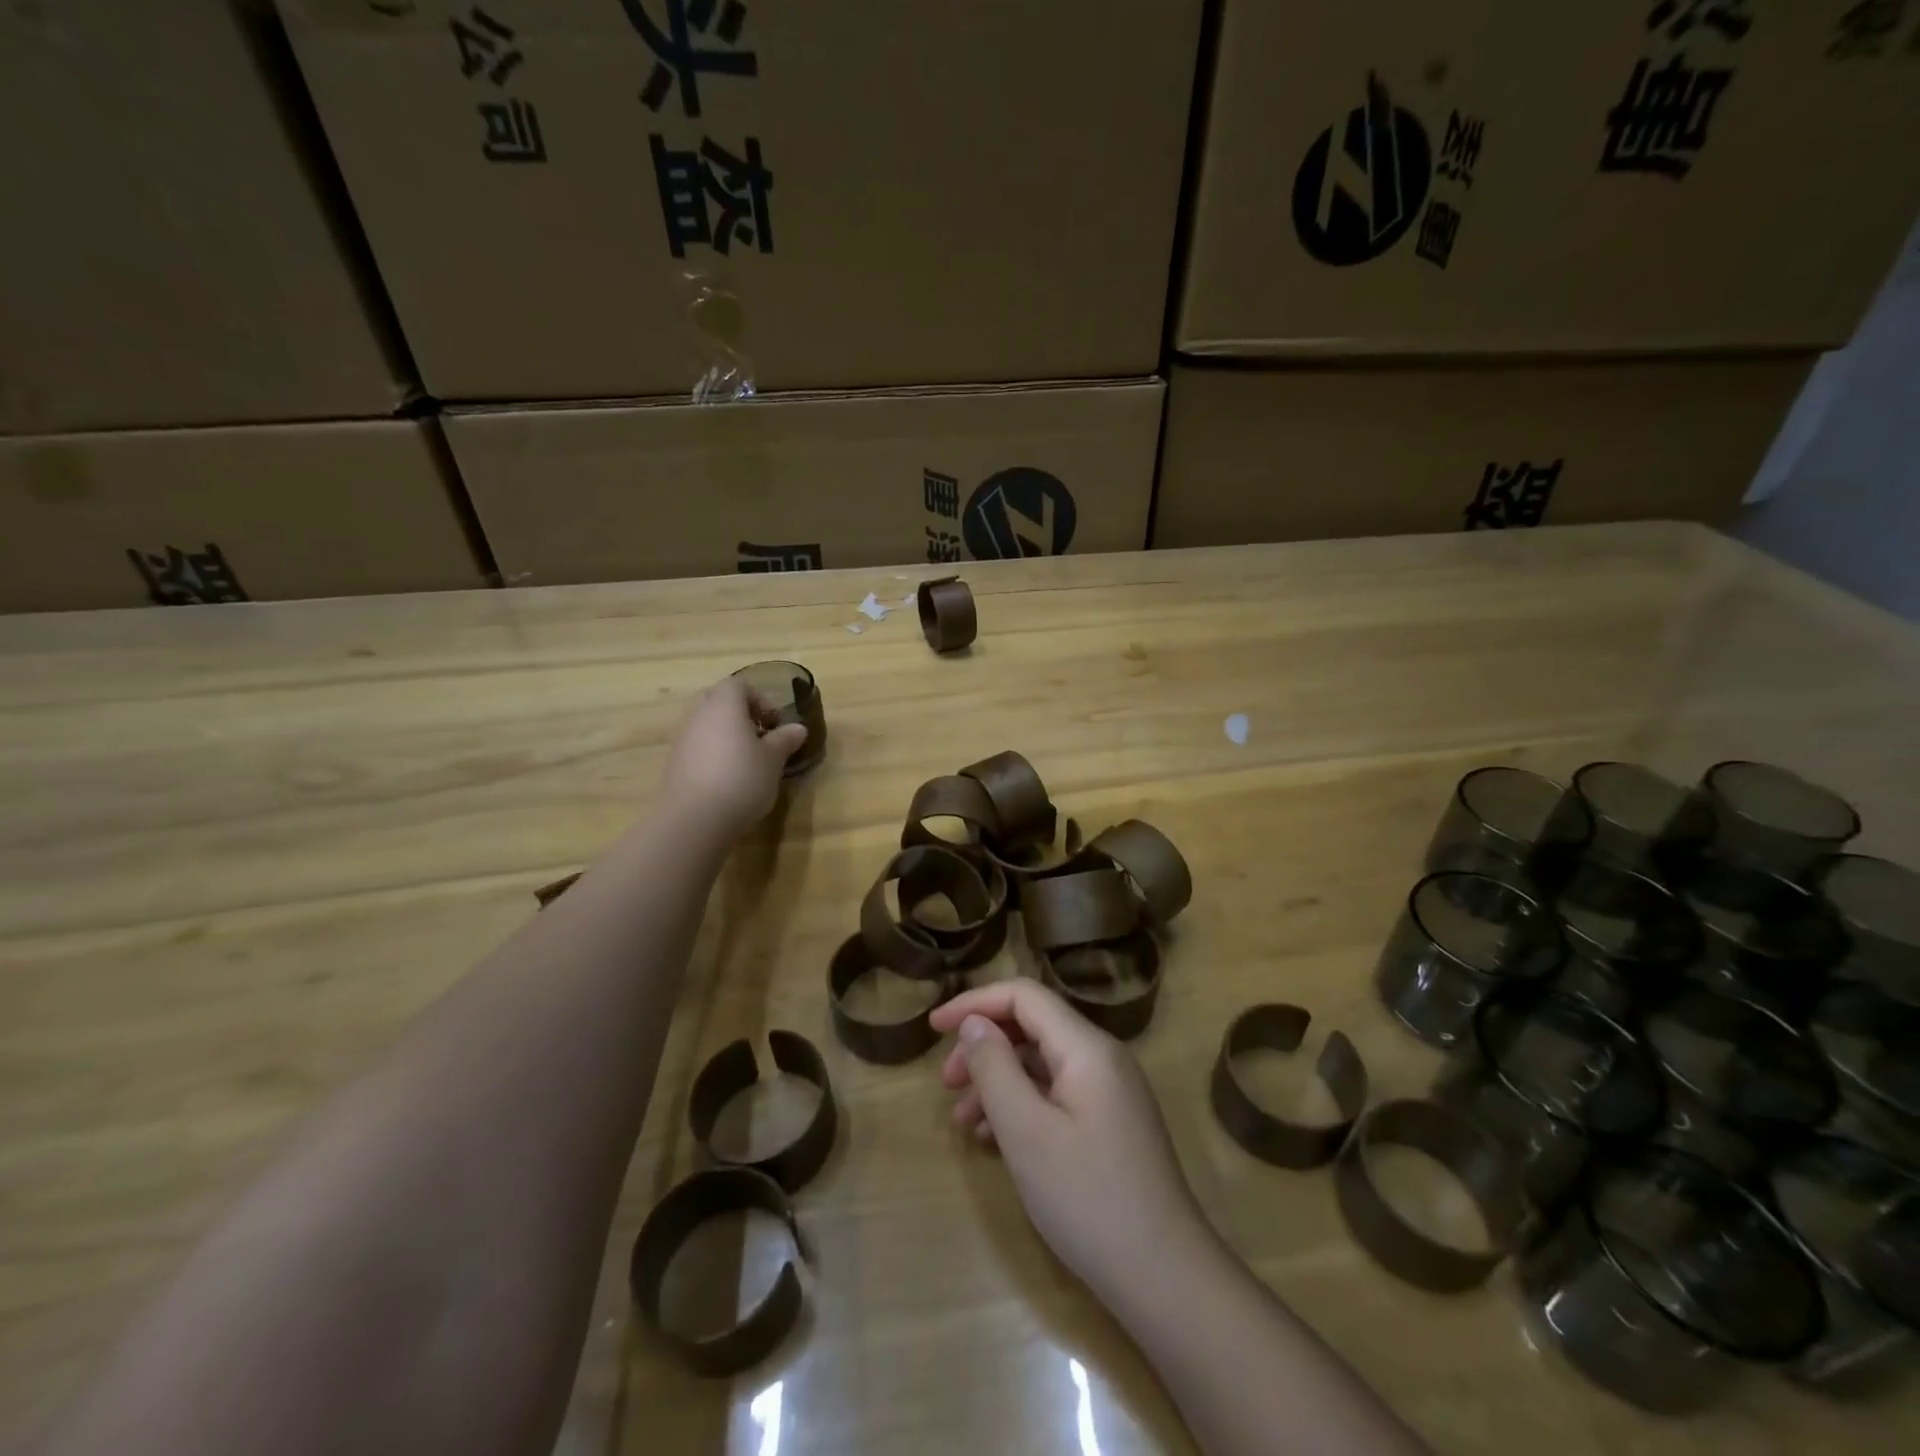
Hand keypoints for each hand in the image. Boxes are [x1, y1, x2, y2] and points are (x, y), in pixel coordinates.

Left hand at [658, 676, 808, 838]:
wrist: (695, 819)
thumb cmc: (741, 778)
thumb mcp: (773, 760)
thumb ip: (785, 740)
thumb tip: (798, 728)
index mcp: (724, 704)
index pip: (739, 685)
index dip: (760, 700)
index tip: (774, 724)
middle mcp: (699, 714)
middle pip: (718, 699)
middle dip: (740, 713)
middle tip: (759, 735)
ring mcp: (682, 738)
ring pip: (706, 723)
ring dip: (725, 734)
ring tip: (746, 759)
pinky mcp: (674, 763)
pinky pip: (697, 745)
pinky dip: (712, 752)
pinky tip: (728, 777)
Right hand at [930, 980, 1208, 1300]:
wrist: (1164, 1278)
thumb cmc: (1087, 1198)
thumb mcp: (1025, 1131)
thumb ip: (994, 1067)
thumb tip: (974, 1023)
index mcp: (1086, 1047)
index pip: (1024, 996)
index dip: (975, 1002)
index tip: (934, 1026)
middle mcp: (1102, 1058)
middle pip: (1032, 1027)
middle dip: (984, 1047)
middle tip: (946, 1084)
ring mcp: (1110, 1092)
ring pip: (1042, 1064)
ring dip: (998, 1081)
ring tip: (963, 1122)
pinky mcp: (1111, 1123)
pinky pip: (1057, 1094)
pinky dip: (1022, 1105)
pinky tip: (995, 1139)